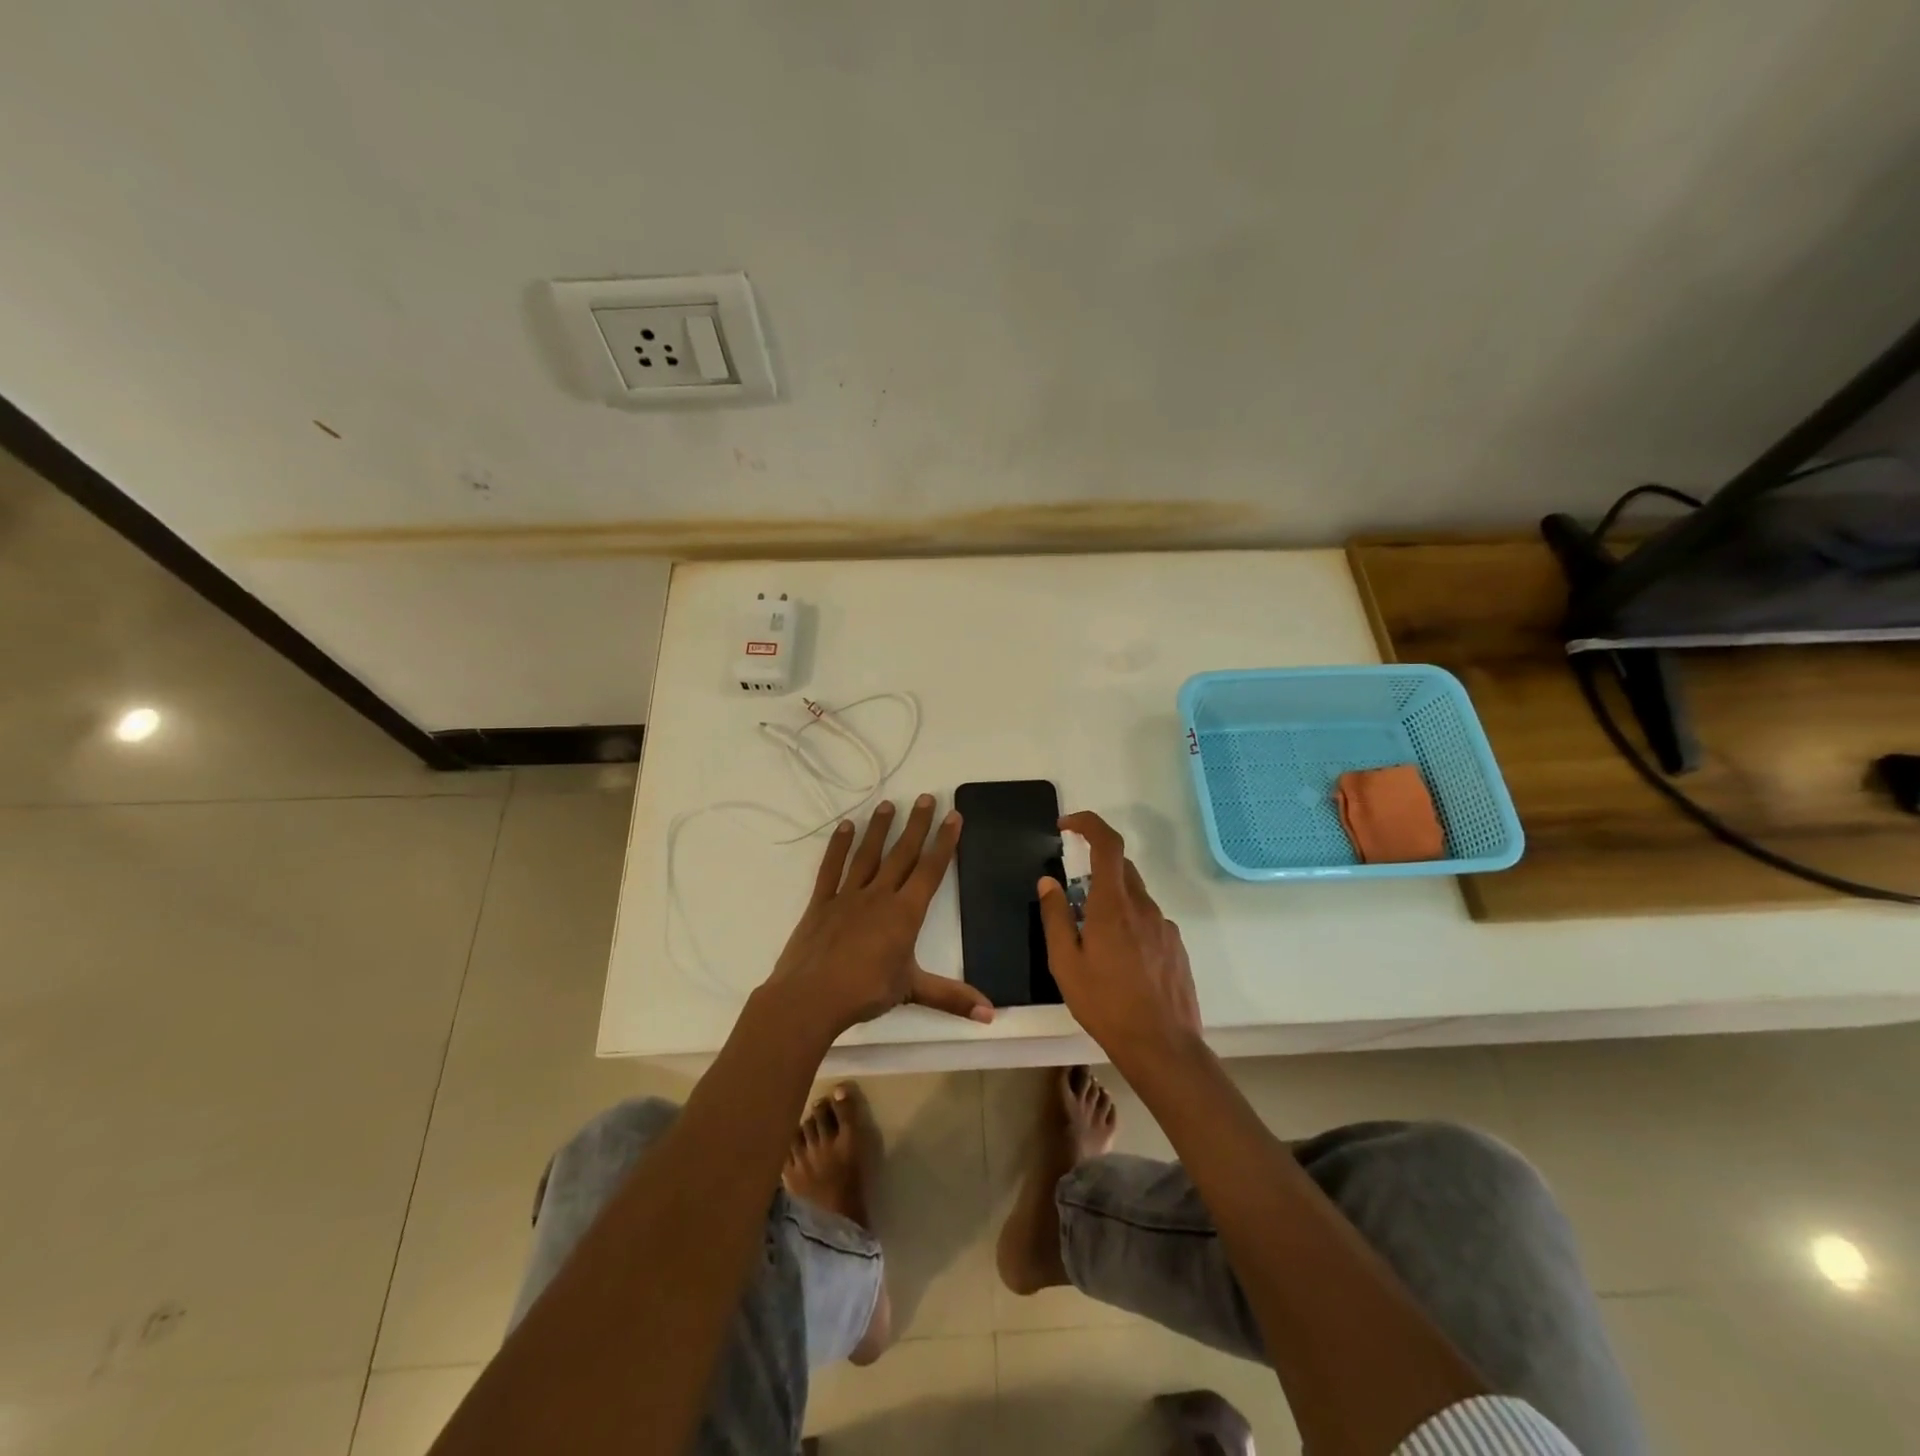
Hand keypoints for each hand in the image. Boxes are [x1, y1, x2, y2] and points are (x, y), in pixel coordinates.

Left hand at [768, 795, 994, 1036]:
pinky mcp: (821, 902)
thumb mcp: (912, 991)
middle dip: (917, 824)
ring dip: (880, 829)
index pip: (930, 870)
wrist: (810, 998)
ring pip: (868, 854)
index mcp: (905, 913)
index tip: (953, 815)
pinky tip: (845, 827)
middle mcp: (879, 895)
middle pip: (902, 853)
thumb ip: (952, 998)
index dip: (944, 842)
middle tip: (926, 797)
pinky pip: (832, 868)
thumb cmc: (865, 992)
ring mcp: (848, 896)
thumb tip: (992, 1014)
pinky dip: (838, 847)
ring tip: (888, 804)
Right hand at [1035, 811, 1200, 1062]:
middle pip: (1121, 867)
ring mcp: (1164, 926)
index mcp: (1113, 905)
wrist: (1163, 1046)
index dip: (1088, 824)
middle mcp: (1143, 906)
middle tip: (1072, 896)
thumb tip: (1048, 882)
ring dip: (1112, 900)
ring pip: (1135, 896)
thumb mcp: (1066, 964)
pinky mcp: (1176, 945)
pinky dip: (1130, 923)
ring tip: (1094, 941)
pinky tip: (1120, 960)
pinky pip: (1148, 920)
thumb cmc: (1106, 1005)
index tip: (1067, 826)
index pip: (1107, 844)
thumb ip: (1055, 918)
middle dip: (1095, 867)